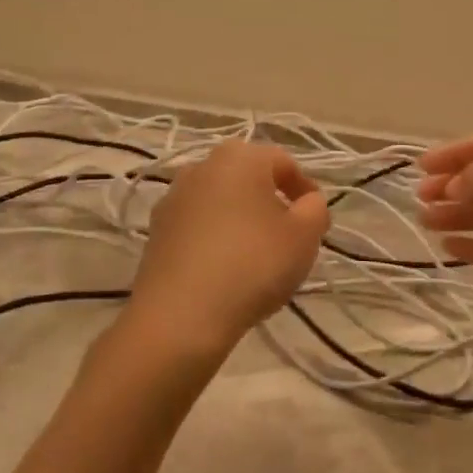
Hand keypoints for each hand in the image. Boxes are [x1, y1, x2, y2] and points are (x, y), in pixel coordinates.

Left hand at [129, 141, 329, 351]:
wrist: (181, 314)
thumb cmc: (253, 265)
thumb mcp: (304, 236)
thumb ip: (316, 209)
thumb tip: (307, 201)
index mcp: (239, 158)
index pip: (283, 162)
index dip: (305, 189)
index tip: (315, 221)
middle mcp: (201, 167)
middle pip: (247, 177)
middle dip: (271, 201)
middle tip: (288, 235)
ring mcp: (173, 198)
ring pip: (220, 201)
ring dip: (241, 218)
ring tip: (256, 255)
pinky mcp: (156, 230)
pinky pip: (197, 225)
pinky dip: (215, 238)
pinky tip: (225, 269)